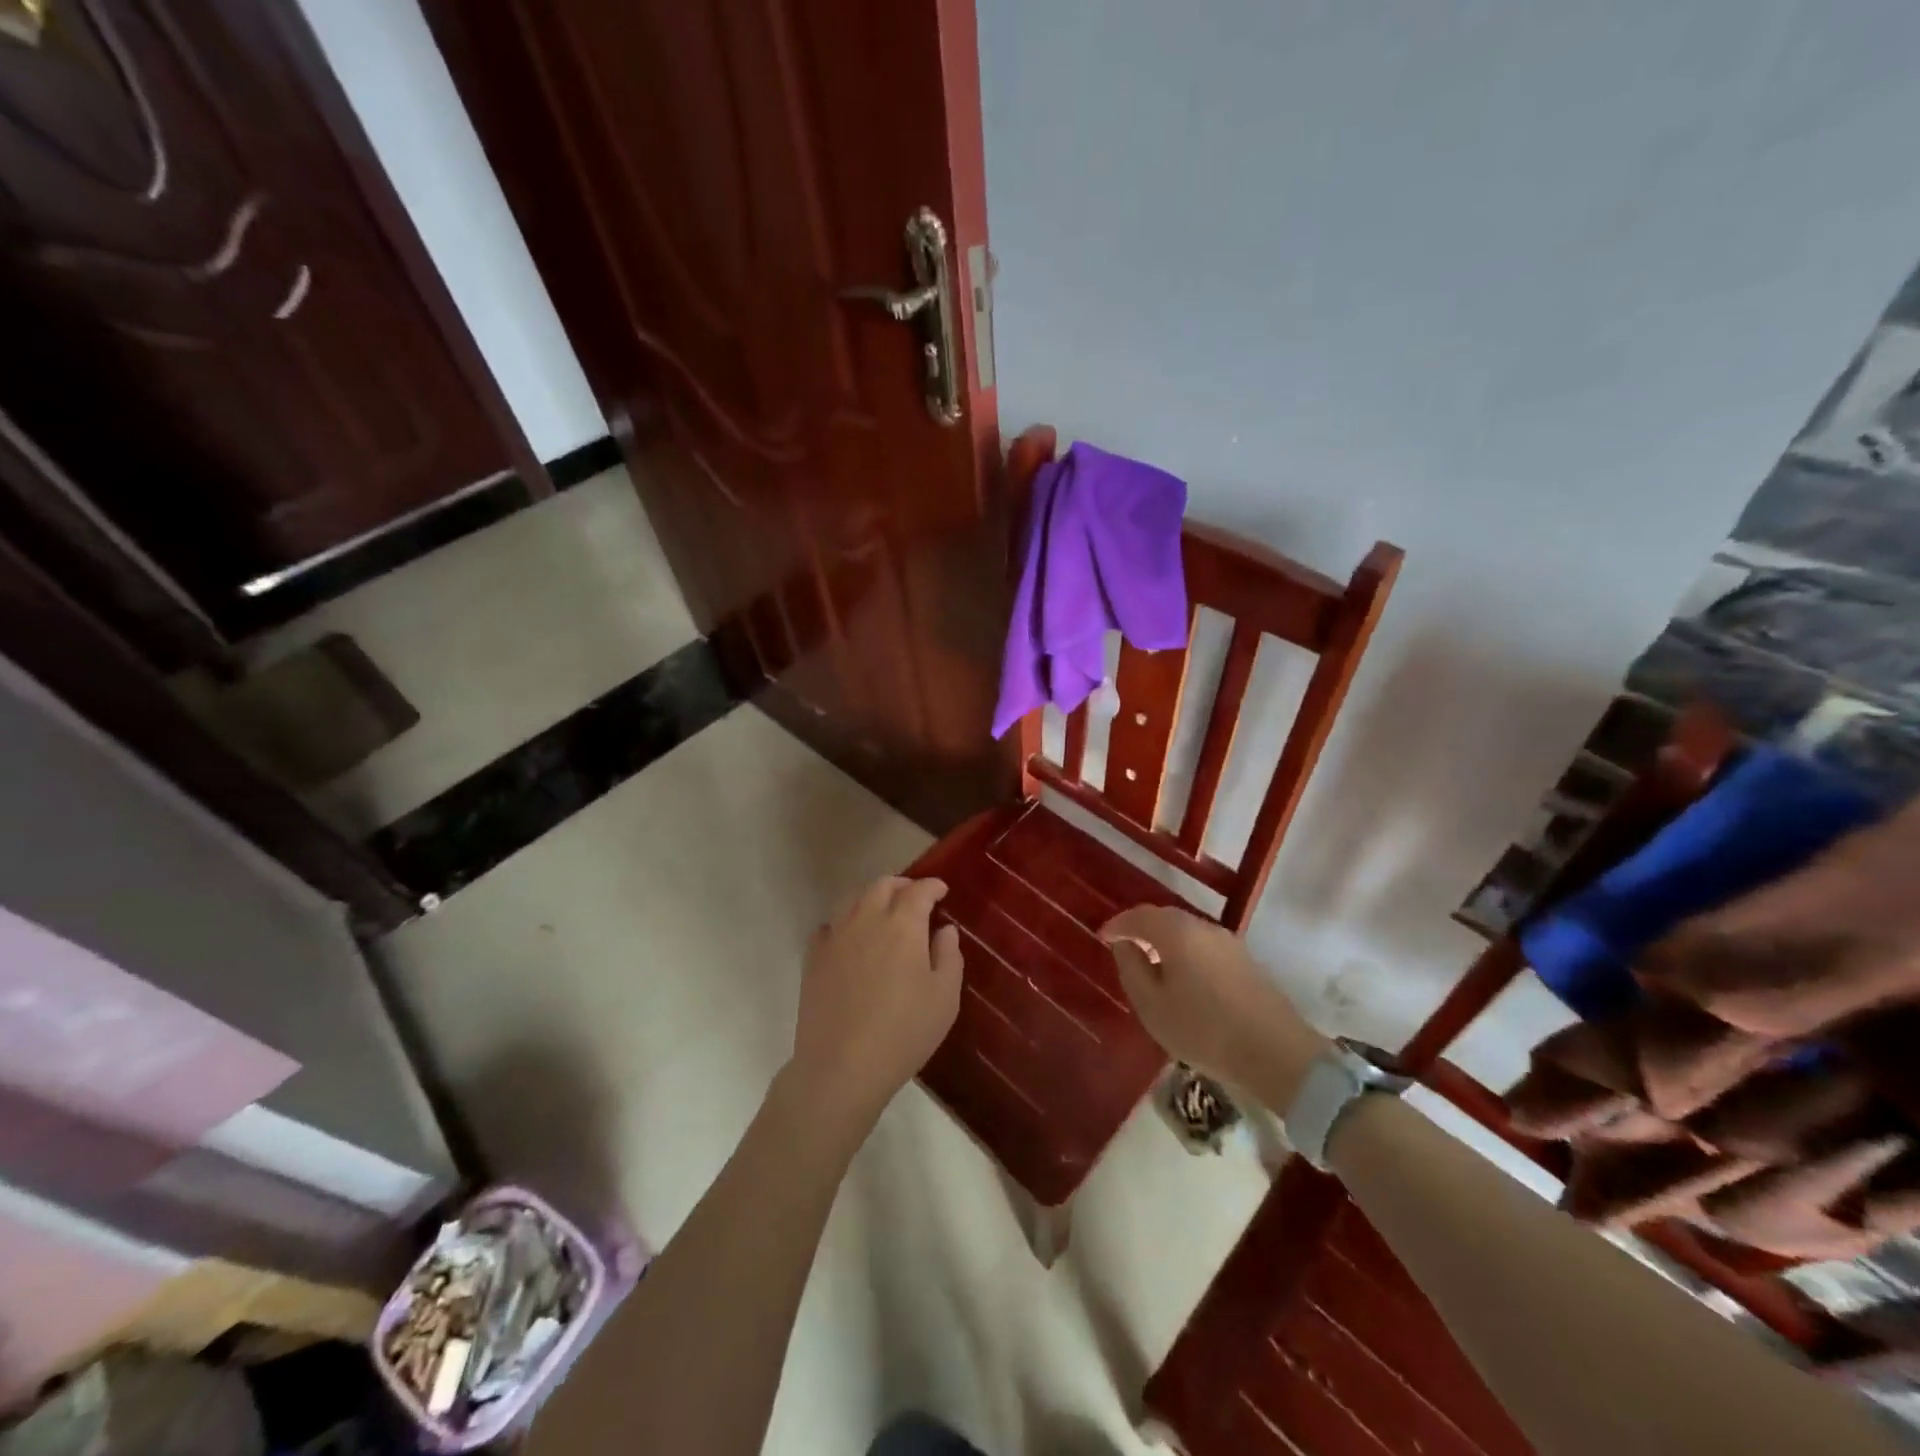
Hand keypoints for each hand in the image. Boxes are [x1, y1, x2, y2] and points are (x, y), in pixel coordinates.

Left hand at [786, 876, 962, 1139]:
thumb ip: (949, 956)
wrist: (841, 1067)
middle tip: (914, 897)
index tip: (941, 890)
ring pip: (852, 900)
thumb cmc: (903, 1032)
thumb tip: (944, 929)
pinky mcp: (813, 959)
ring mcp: (835, 937)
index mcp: (903, 925)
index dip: (932, 886)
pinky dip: (842, 923)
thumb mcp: (944, 998)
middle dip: (901, 885)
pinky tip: (848, 939)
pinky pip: (828, 927)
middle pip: (882, 886)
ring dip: (871, 898)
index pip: (918, 891)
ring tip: (882, 913)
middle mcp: (867, 920)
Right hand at [1102, 905, 1326, 1111]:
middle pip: (1165, 918)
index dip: (1117, 924)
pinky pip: (1204, 945)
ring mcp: (1229, 942)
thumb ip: (1132, 969)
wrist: (1277, 1054)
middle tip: (1124, 946)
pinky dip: (1185, 952)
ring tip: (1151, 963)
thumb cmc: (1204, 1030)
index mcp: (1177, 932)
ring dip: (1164, 940)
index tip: (1102, 936)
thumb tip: (1125, 945)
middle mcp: (1203, 927)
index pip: (1139, 916)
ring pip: (1187, 931)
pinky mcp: (1246, 961)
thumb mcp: (1152, 1006)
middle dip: (1141, 928)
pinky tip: (1182, 976)